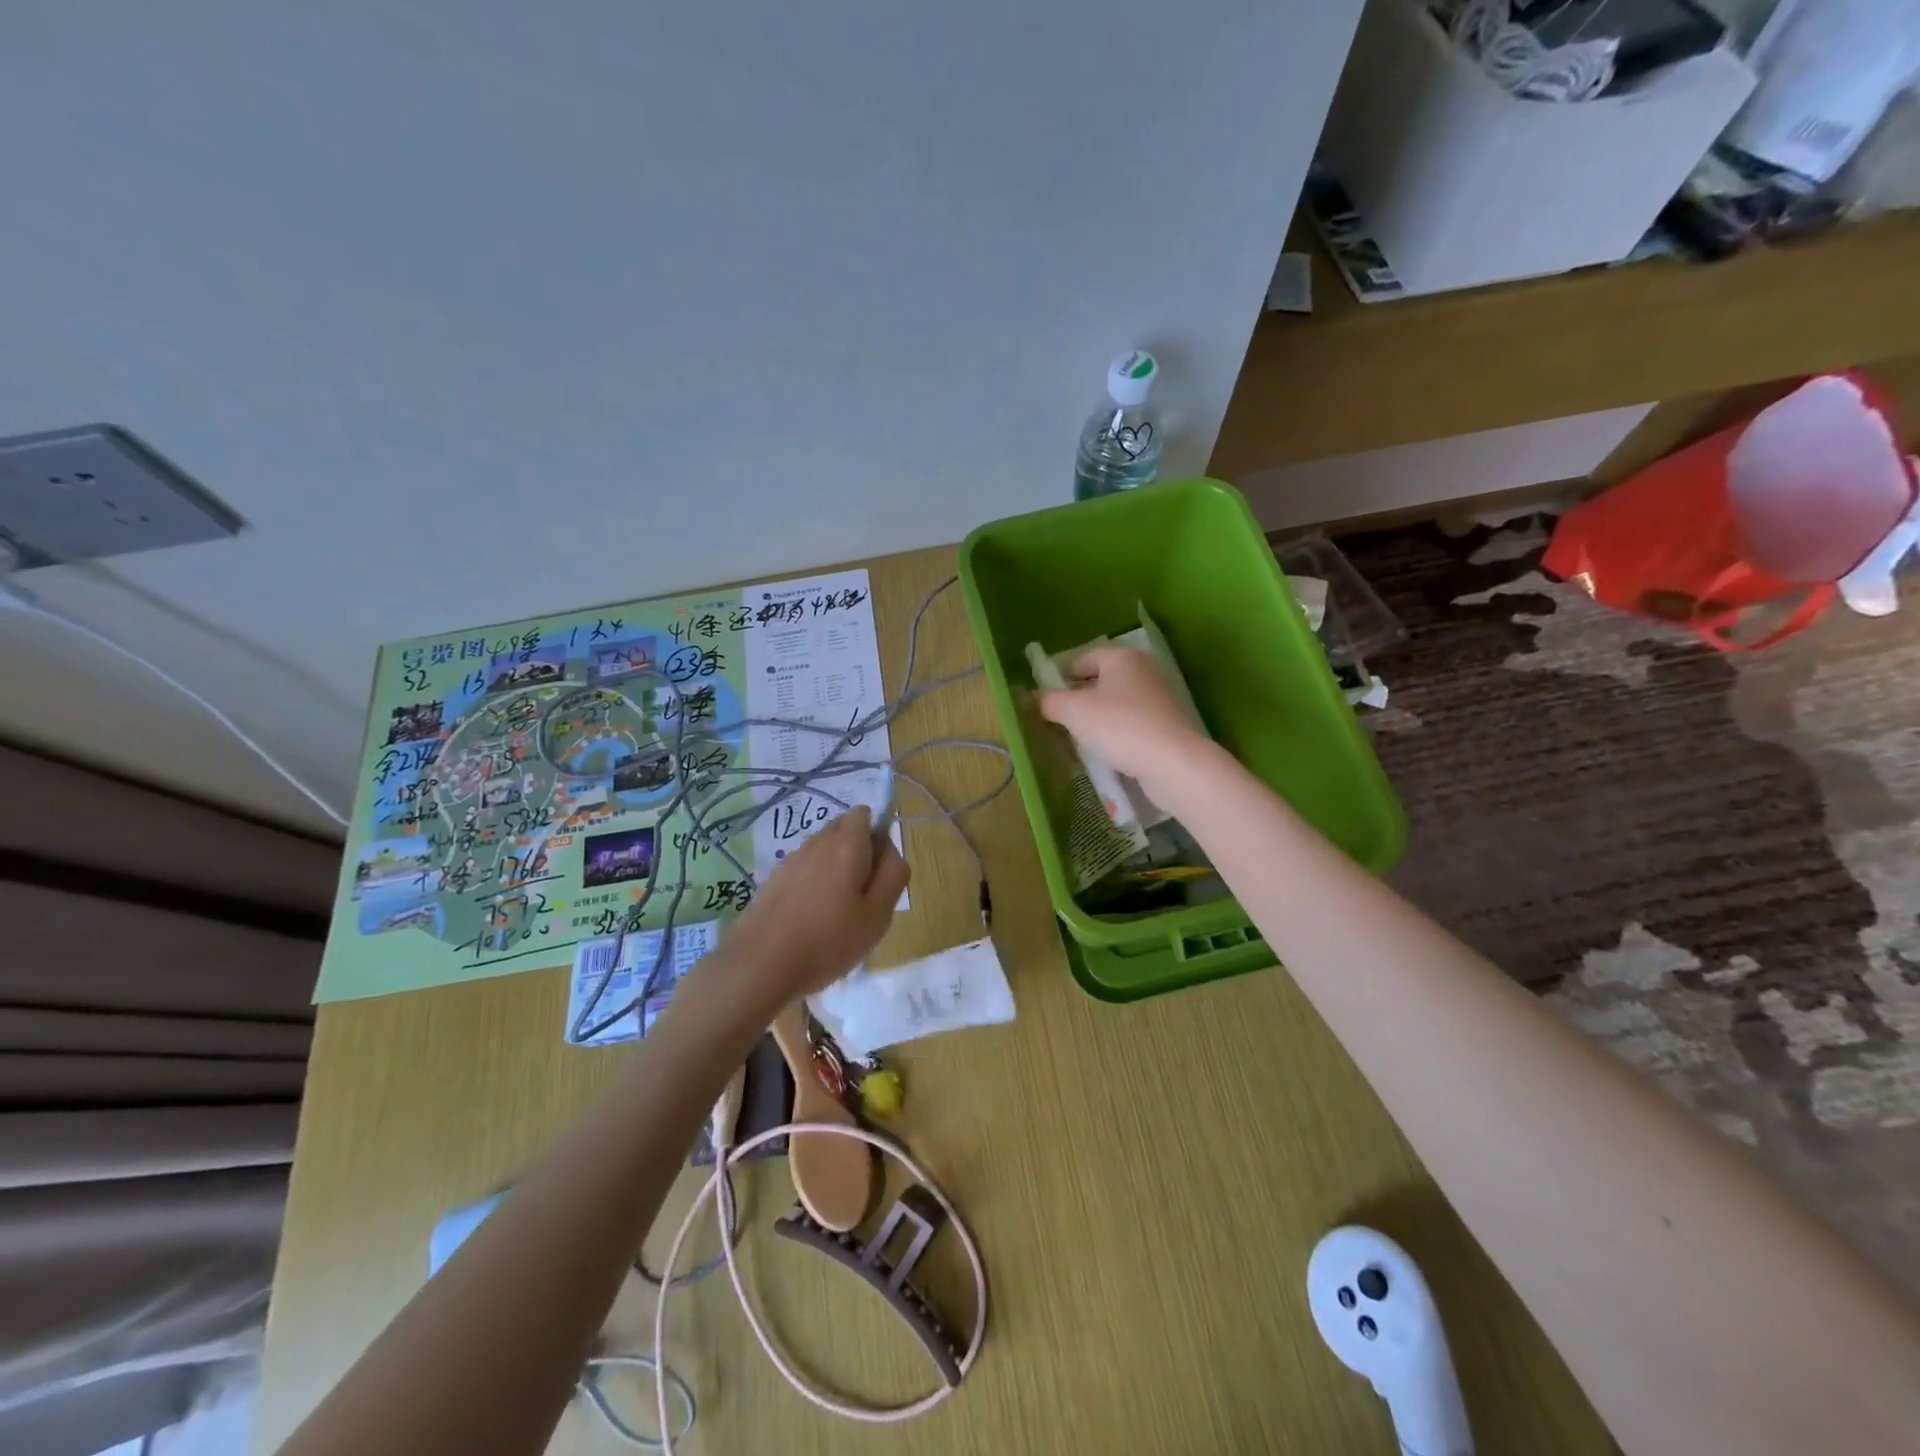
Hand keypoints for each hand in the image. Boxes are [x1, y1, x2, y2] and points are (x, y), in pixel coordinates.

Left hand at [719, 806, 908, 1005]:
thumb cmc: (828, 941)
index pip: (865, 814)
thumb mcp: (878, 914)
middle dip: (858, 851)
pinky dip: (812, 883)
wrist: (760, 966)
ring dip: (835, 868)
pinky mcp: (772, 880)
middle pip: (843, 829)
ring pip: (822, 850)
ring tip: (835, 911)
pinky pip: (803, 869)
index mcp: (847, 843)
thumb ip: (894, 874)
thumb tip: (890, 850)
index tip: (878, 875)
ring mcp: (790, 860)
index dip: (878, 838)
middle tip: (861, 896)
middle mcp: (817, 842)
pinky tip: (809, 918)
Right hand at [1038, 644, 1211, 798]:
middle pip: (1100, 680)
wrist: (1173, 762)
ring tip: (1081, 739)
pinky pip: (1132, 721)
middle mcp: (1143, 669)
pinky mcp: (1168, 722)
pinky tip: (1108, 751)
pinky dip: (1117, 732)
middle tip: (1060, 721)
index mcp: (1121, 656)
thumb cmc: (1119, 726)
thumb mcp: (1073, 712)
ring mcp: (1159, 696)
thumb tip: (1037, 698)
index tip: (1046, 700)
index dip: (1060, 677)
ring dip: (1097, 718)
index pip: (1082, 658)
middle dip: (1079, 699)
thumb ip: (1049, 701)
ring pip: (1116, 702)